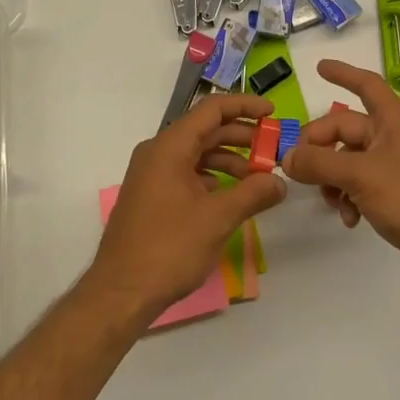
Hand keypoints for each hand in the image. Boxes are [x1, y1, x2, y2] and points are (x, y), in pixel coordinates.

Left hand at [87, 92, 286, 318]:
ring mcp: (151, 174)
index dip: (245, 106)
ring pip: (196, 152)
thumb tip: (279, 182)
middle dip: (241, 136)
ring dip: (228, 159)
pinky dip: (211, 176)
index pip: (212, 109)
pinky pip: (185, 172)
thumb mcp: (217, 219)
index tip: (273, 113)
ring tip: (256, 177)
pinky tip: (229, 195)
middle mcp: (157, 152)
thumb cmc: (168, 248)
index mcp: (170, 146)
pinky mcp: (150, 195)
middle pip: (205, 130)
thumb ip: (253, 194)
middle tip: (272, 149)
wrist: (120, 293)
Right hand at [281, 60, 399, 295]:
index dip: (344, 73)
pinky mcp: (393, 195)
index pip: (367, 85)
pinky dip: (347, 198)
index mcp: (392, 121)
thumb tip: (287, 157)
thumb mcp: (359, 175)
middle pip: (346, 129)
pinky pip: (358, 185)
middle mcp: (392, 138)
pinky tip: (348, 219)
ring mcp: (393, 167)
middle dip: (320, 145)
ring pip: (348, 160)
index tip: (319, 67)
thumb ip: (319, 163)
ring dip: (331, 178)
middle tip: (296, 165)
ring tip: (328, 200)